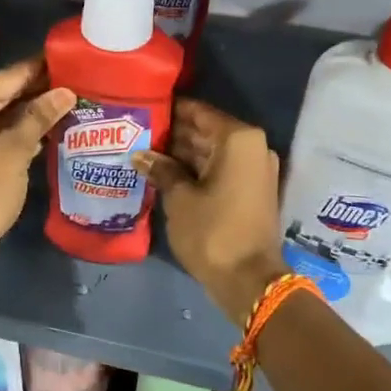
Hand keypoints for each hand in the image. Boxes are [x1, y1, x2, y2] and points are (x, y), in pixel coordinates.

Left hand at [0, 57, 74, 264]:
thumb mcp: (13, 154)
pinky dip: (20, 130)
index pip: (10, 76)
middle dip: (39, 90)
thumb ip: (38, 119)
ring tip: (72, 103)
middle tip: (79, 83)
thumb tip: (64, 92)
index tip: (71, 59)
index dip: (41, 68)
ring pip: (2, 113)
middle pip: (5, 92)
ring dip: (32, 111)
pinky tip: (50, 130)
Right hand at [135, 99, 288, 324]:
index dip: (170, 110)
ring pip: (211, 151)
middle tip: (137, 132)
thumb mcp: (180, 198)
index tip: (143, 109)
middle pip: (206, 131)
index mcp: (238, 139)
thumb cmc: (213, 231)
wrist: (249, 281)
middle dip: (173, 133)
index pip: (198, 112)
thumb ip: (162, 169)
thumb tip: (141, 155)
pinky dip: (195, 170)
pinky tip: (164, 172)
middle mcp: (252, 147)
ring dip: (181, 153)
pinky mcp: (250, 190)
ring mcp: (254, 170)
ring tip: (144, 151)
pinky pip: (219, 169)